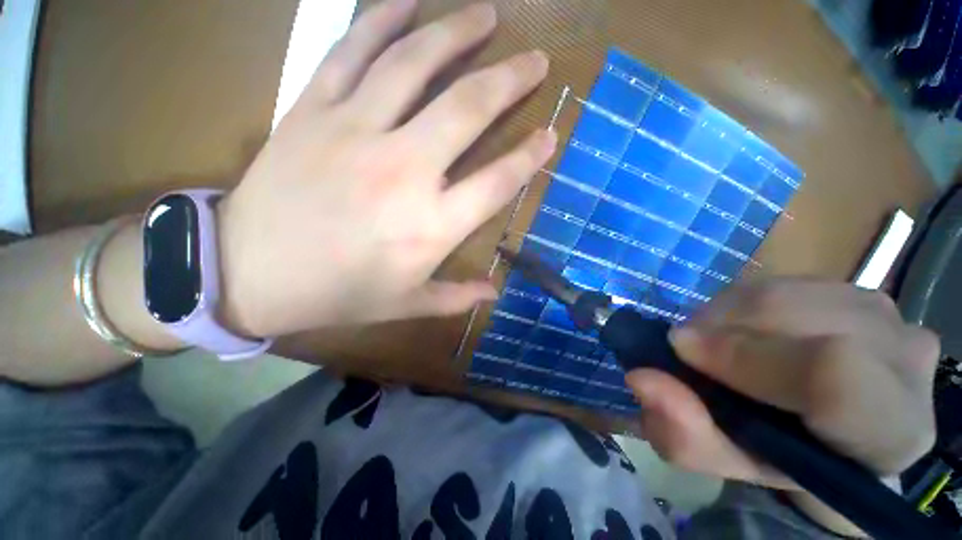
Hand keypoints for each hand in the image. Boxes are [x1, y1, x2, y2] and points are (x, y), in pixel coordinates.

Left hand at [217, 0, 555, 336]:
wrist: (248, 275)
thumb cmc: (337, 295)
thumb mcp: (406, 304)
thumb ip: (456, 297)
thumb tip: (495, 293)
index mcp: (431, 226)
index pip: (497, 183)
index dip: (529, 158)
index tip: (549, 135)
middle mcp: (404, 171)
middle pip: (468, 110)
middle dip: (510, 81)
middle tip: (535, 62)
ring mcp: (356, 132)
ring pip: (415, 65)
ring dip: (457, 33)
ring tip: (486, 15)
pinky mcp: (313, 111)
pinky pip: (352, 51)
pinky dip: (382, 19)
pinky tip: (407, 1)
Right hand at [625, 280, 938, 530]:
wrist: (833, 429)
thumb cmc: (784, 456)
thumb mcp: (730, 461)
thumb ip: (686, 435)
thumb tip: (640, 378)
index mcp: (889, 431)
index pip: (831, 373)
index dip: (743, 355)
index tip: (679, 348)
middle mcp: (905, 360)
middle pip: (797, 317)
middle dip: (719, 327)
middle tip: (686, 346)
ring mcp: (887, 314)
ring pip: (783, 292)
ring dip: (725, 314)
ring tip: (710, 339)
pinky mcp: (858, 289)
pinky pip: (782, 281)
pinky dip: (740, 302)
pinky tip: (737, 327)